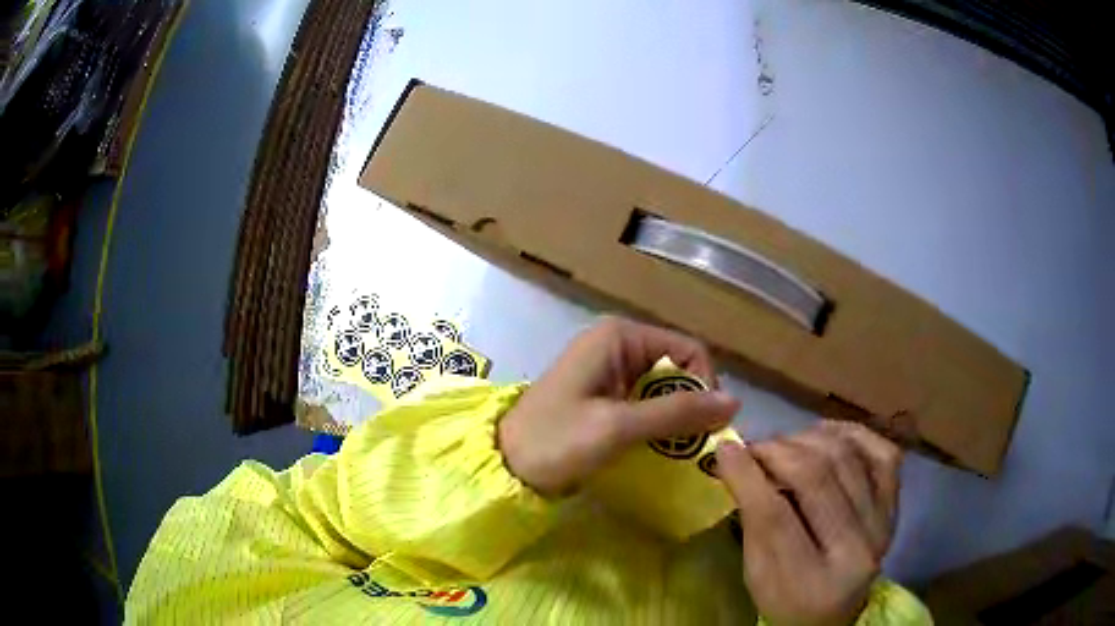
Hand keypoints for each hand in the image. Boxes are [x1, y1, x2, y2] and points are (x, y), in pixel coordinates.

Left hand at [498, 316, 739, 496]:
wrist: (503, 465)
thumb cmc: (555, 440)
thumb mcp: (618, 426)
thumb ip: (676, 413)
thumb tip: (735, 402)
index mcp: (620, 336)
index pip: (687, 350)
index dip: (704, 385)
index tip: (704, 426)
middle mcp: (617, 345)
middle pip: (676, 369)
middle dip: (690, 405)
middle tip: (695, 445)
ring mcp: (608, 370)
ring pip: (662, 390)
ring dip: (675, 419)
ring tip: (679, 452)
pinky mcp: (602, 396)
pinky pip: (644, 404)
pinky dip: (656, 425)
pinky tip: (659, 450)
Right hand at [716, 421, 901, 625]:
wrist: (834, 614)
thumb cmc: (786, 599)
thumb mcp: (757, 575)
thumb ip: (752, 520)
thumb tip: (734, 456)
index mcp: (811, 583)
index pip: (776, 518)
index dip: (748, 476)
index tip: (725, 448)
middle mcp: (858, 550)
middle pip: (817, 478)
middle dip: (777, 451)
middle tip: (754, 448)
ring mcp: (884, 523)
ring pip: (846, 456)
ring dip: (807, 439)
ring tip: (784, 445)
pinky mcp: (896, 504)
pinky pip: (881, 451)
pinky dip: (850, 434)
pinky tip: (824, 437)